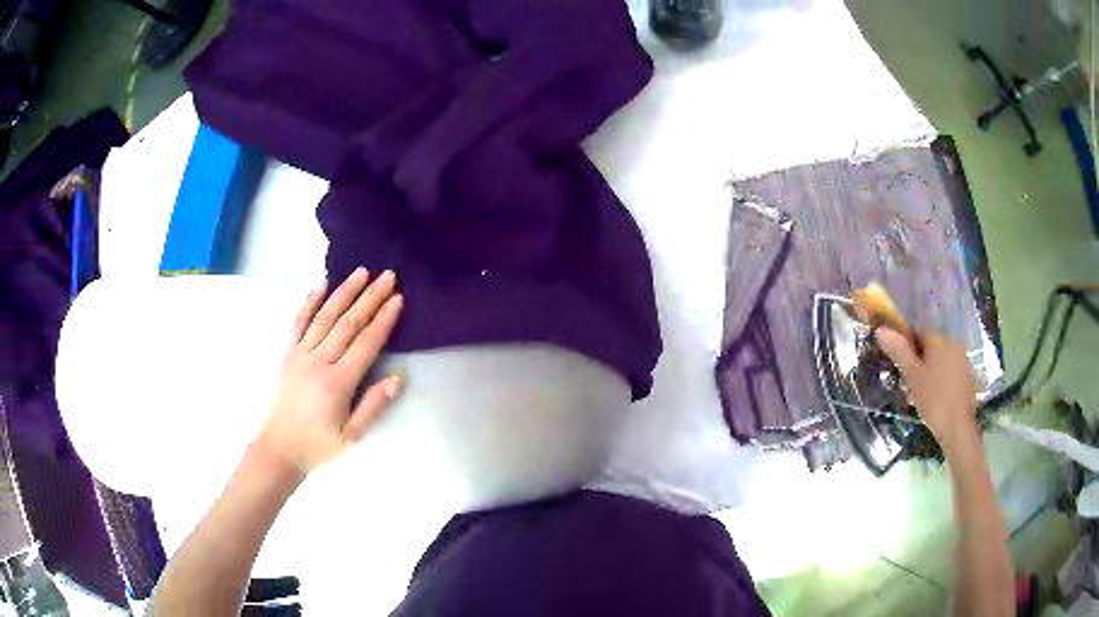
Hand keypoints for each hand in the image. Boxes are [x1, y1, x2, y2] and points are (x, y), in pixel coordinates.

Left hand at [253, 268, 403, 476]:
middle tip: (387, 276)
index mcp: (338, 383)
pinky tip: (321, 284)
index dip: (383, 320)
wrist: (279, 448)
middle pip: (348, 323)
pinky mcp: (288, 353)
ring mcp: (300, 354)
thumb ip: (374, 405)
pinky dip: (310, 301)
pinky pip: (299, 322)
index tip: (397, 299)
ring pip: (325, 316)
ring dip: (344, 292)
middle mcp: (319, 362)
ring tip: (361, 272)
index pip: (365, 344)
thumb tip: (397, 378)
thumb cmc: (319, 445)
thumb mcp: (353, 435)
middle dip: (369, 298)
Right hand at [875, 328, 978, 452]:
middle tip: (907, 384)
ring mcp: (962, 359)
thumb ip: (899, 352)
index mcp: (938, 339)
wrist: (958, 426)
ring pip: (939, 359)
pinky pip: (949, 371)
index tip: (899, 364)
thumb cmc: (933, 399)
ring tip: (918, 395)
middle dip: (917, 361)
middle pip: (930, 346)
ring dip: (928, 372)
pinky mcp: (968, 375)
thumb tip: (881, 330)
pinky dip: (940, 380)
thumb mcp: (912, 376)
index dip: (906, 345)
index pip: (918, 330)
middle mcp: (953, 342)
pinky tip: (934, 398)